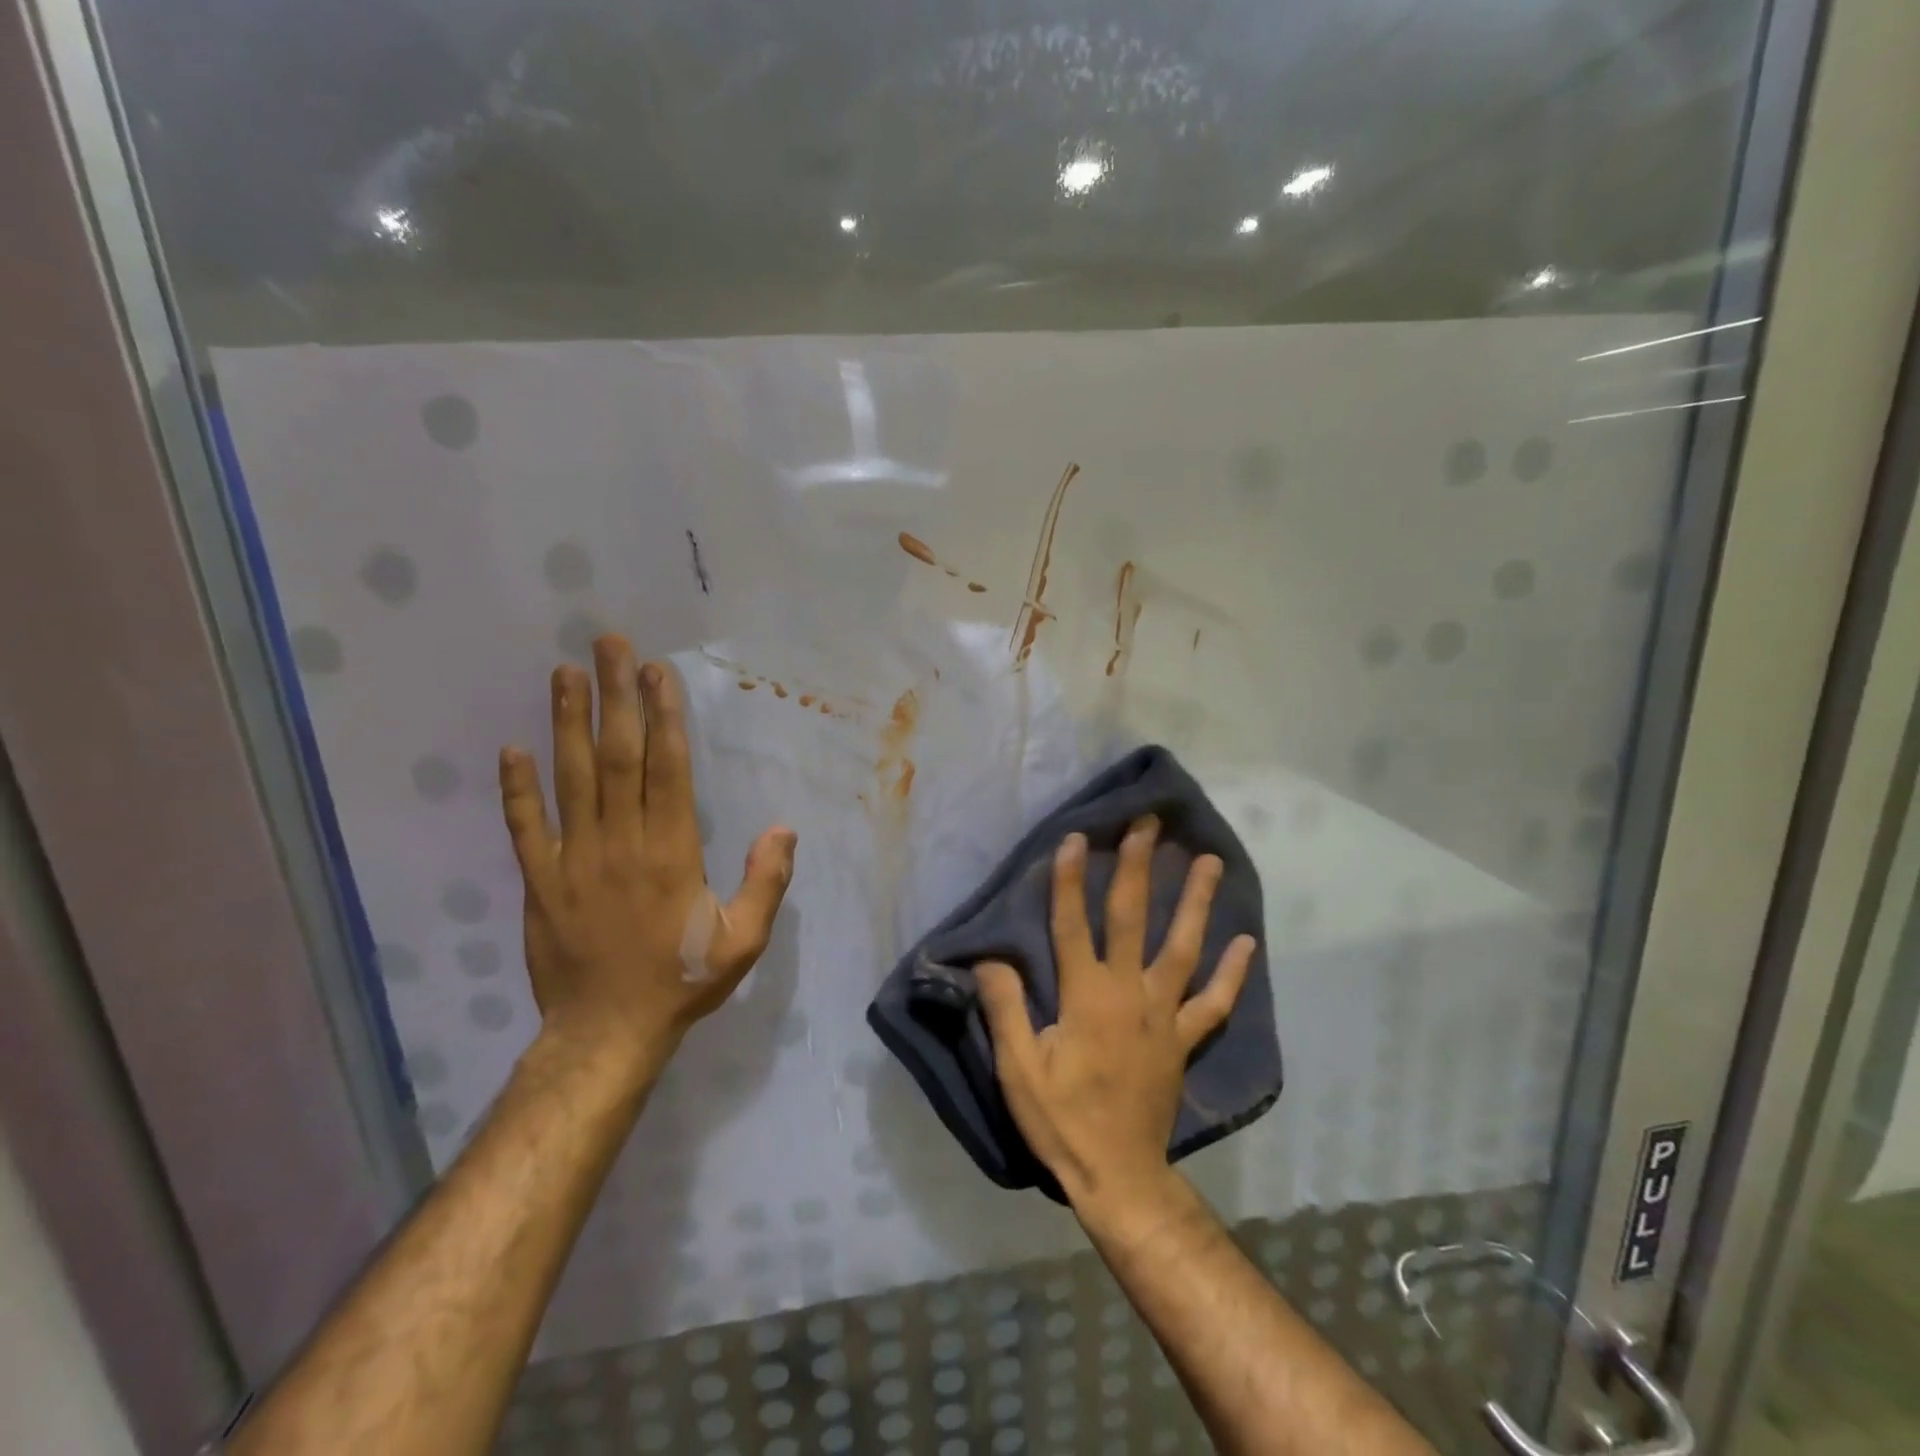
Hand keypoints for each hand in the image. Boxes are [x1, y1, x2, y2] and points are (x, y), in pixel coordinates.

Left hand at [499, 635, 795, 1077]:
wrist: (605, 1034)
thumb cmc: (680, 981)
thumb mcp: (743, 941)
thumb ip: (765, 882)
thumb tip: (783, 827)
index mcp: (671, 851)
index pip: (666, 768)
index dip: (663, 716)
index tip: (656, 671)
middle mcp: (620, 843)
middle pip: (616, 757)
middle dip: (615, 697)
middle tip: (607, 645)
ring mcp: (572, 860)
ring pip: (569, 779)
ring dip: (566, 723)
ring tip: (564, 674)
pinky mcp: (538, 882)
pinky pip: (524, 828)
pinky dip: (516, 789)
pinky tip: (511, 749)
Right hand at [977, 816, 1256, 1210]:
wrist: (1120, 1176)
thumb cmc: (1062, 1120)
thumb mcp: (1018, 1069)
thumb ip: (1005, 1008)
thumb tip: (990, 959)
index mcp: (1086, 996)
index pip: (1074, 924)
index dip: (1072, 880)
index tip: (1078, 836)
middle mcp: (1130, 993)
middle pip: (1134, 919)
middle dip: (1140, 867)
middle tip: (1150, 824)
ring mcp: (1164, 1015)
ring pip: (1183, 948)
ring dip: (1196, 902)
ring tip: (1211, 861)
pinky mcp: (1183, 1040)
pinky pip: (1214, 1002)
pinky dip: (1231, 973)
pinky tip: (1246, 942)